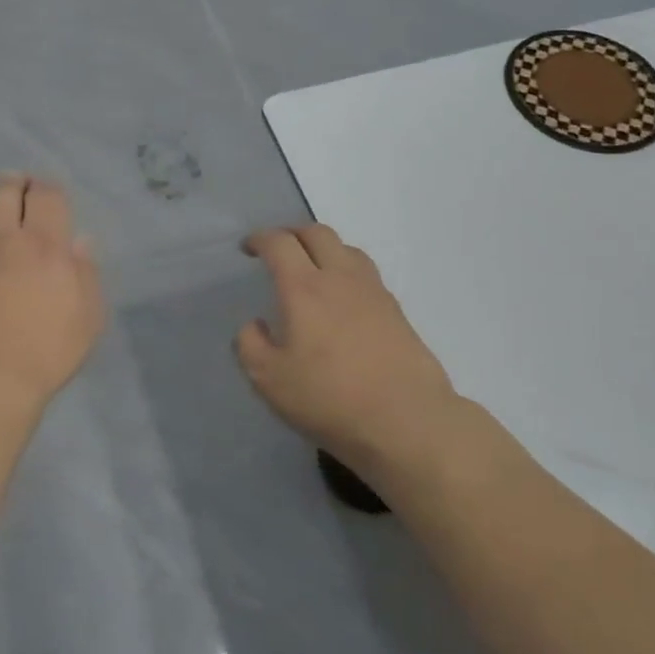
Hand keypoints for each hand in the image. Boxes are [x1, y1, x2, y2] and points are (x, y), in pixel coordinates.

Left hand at [0, 174, 105, 421]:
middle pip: (5, 192)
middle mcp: (3, 238)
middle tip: (18, 186)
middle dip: (14, 183)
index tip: (49, 192)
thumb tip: (80, 242)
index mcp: (45, 244)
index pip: (46, 195)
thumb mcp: (87, 317)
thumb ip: (85, 273)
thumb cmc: (45, 352)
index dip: (48, 188)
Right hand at [235, 226, 462, 478]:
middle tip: (278, 249)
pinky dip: (346, 271)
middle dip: (292, 233)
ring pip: (347, 249)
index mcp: (304, 288)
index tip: (248, 248)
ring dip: (323, 248)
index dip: (260, 239)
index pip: (279, 244)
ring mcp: (374, 292)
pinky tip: (341, 298)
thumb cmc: (329, 398)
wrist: (406, 420)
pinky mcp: (397, 311)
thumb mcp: (269, 379)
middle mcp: (340, 278)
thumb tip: (255, 326)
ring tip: (311, 268)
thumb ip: (251, 345)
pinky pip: (366, 273)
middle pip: (317, 233)